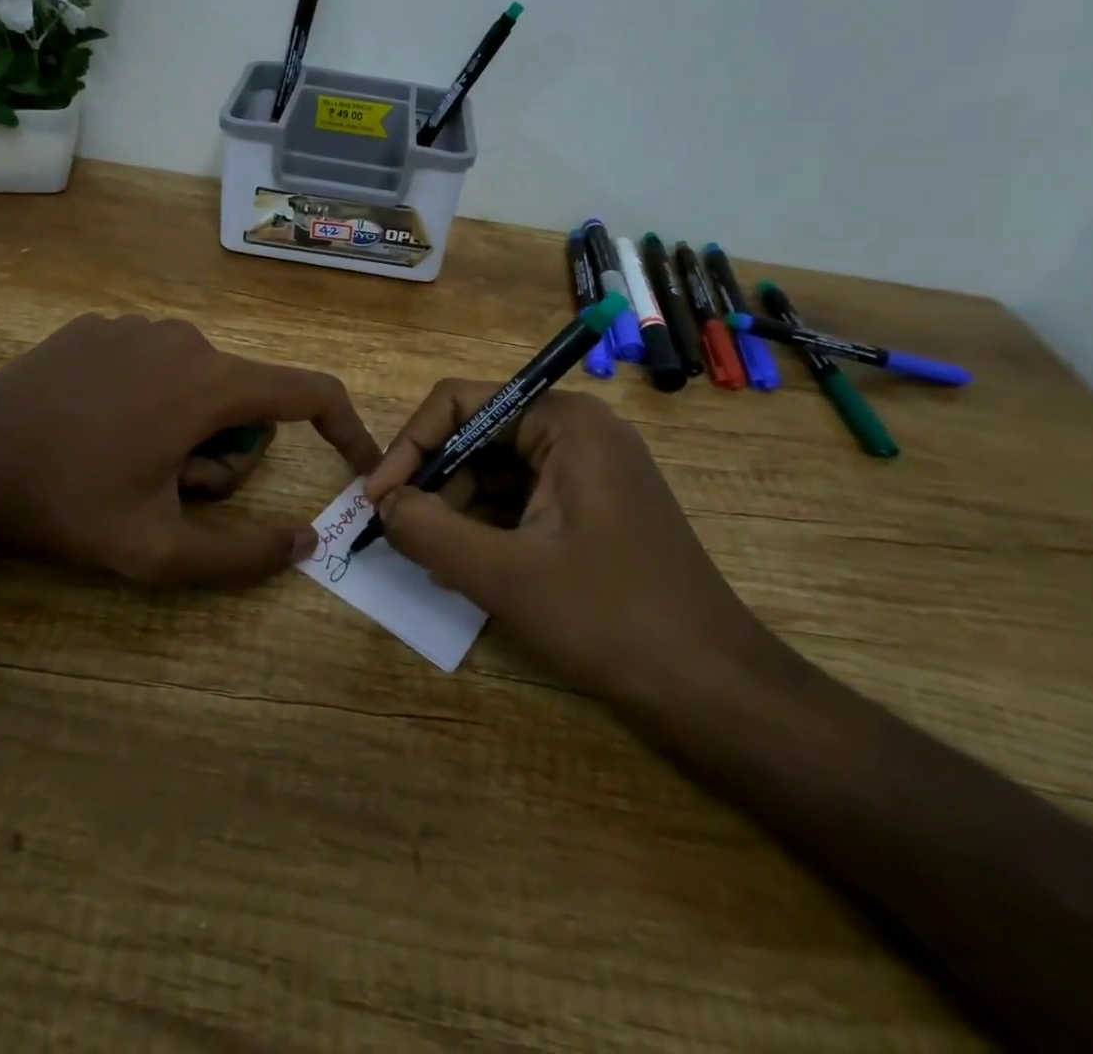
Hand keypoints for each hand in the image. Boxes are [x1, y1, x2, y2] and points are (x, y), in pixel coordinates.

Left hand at [0, 314, 379, 584]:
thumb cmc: (67, 504)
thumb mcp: (157, 551)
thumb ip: (241, 556)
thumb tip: (305, 543)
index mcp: (209, 383)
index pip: (309, 392)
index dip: (344, 429)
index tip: (356, 464)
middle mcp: (185, 338)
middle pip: (246, 399)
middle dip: (226, 452)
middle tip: (170, 491)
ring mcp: (138, 325)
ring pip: (200, 382)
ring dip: (187, 428)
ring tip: (128, 461)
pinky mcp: (100, 325)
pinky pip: (156, 363)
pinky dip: (150, 399)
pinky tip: (97, 427)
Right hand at [364, 382, 777, 708]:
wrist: (713, 689)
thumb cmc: (610, 619)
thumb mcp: (504, 575)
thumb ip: (430, 530)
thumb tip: (383, 504)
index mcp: (565, 422)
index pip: (462, 404)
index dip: (411, 445)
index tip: (378, 499)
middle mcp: (578, 432)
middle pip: (478, 436)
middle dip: (434, 483)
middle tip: (402, 536)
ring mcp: (588, 471)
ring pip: (495, 472)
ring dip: (456, 510)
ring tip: (432, 560)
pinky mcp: (591, 508)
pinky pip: (520, 500)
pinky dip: (486, 527)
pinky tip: (465, 567)